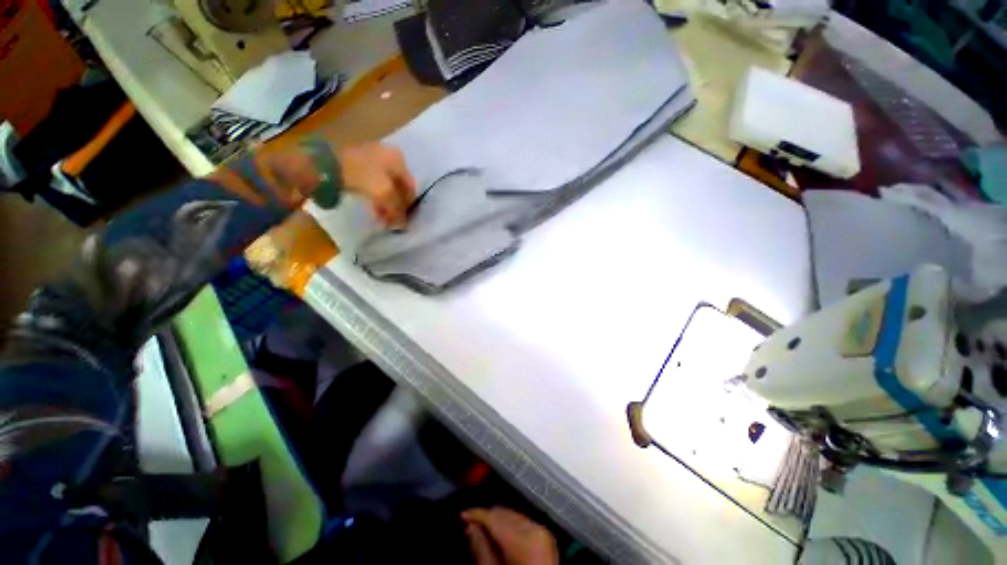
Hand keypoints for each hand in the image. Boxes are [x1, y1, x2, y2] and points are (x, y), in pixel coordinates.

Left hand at [337, 143, 415, 227]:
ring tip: (379, 216)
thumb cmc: (361, 176)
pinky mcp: (358, 164)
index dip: (407, 206)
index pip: (410, 188)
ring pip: (386, 186)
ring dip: (384, 203)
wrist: (325, 166)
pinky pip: (373, 185)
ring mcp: (372, 158)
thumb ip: (398, 210)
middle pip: (398, 187)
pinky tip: (370, 207)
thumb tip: (402, 224)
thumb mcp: (385, 193)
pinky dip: (374, 197)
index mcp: (398, 159)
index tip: (401, 221)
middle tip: (389, 220)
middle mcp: (388, 155)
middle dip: (395, 205)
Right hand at [462, 507, 559, 564]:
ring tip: (483, 532)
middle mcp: (535, 528)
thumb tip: (470, 528)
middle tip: (471, 526)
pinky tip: (500, 537)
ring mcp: (543, 532)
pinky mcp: (546, 538)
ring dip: (497, 522)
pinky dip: (509, 527)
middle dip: (487, 518)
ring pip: (513, 516)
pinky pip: (523, 523)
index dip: (476, 514)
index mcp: (524, 538)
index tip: (463, 515)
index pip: (494, 517)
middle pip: (504, 513)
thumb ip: (482, 550)